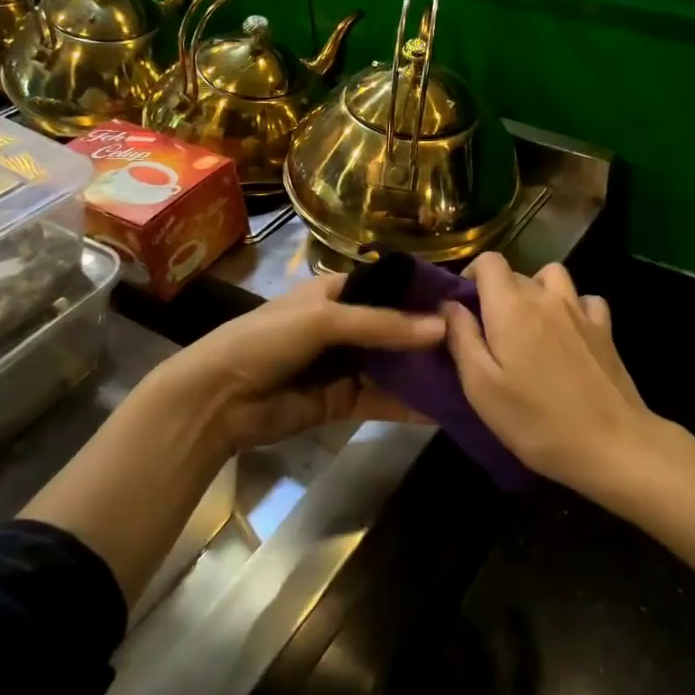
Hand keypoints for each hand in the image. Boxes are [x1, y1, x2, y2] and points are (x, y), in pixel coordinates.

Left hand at [143, 271, 444, 455]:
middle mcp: (344, 326)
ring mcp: (344, 365)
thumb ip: (382, 324)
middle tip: (477, 341)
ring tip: (470, 373)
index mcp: (335, 293)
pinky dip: (409, 404)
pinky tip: (443, 407)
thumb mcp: (324, 319)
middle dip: (429, 336)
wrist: (217, 400)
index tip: (464, 300)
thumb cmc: (267, 340)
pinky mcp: (342, 402)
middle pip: (395, 328)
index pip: (388, 287)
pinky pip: (382, 399)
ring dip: (423, 371)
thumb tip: (441, 328)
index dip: (421, 293)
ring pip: (392, 365)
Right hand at [440, 254, 654, 495]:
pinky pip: (584, 299)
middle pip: (516, 273)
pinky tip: (568, 334)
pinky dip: (572, 307)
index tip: (465, 307)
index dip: (472, 275)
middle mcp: (546, 296)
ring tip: (530, 326)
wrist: (611, 443)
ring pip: (552, 277)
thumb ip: (462, 338)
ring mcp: (580, 309)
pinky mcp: (605, 328)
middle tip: (491, 334)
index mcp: (511, 306)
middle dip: (498, 293)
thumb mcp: (481, 387)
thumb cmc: (536, 420)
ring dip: (536, 291)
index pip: (489, 261)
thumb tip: (450, 305)